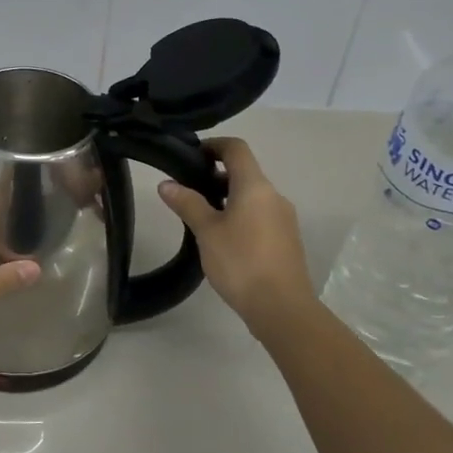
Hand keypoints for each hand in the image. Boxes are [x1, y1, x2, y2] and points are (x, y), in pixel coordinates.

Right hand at [158, 137, 314, 327]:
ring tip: (201, 217)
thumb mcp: (206, 231)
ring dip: (228, 198)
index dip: (214, 145)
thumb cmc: (241, 262)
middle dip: (216, 175)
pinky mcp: (286, 240)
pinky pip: (260, 215)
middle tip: (188, 190)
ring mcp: (284, 219)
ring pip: (253, 196)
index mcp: (255, 186)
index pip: (236, 149)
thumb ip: (187, 203)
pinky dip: (240, 216)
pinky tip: (223, 239)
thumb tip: (166, 184)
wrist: (282, 308)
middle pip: (245, 172)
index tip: (191, 155)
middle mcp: (274, 196)